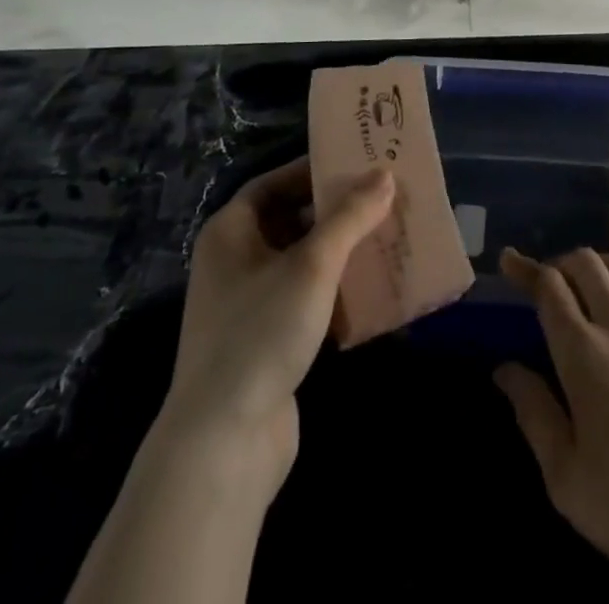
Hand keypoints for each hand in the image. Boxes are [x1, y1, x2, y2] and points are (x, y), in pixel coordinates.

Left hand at [162, 157, 395, 500]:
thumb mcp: (312, 265)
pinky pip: (305, 298)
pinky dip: (335, 290)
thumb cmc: (261, 333)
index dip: (313, 170)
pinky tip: (372, 289)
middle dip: (335, 211)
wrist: (223, 444)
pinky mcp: (266, 340)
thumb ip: (350, 217)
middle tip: (381, 199)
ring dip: (340, 251)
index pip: (273, 183)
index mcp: (230, 232)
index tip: (356, 164)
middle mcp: (234, 261)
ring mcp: (248, 304)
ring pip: (301, 261)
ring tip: (385, 237)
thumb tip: (385, 175)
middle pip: (290, 220)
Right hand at [495, 248, 608, 603]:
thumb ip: (533, 414)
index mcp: (583, 355)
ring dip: (602, 262)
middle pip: (586, 265)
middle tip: (552, 283)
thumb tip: (505, 369)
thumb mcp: (565, 478)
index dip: (526, 269)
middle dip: (561, 264)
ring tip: (593, 279)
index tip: (510, 260)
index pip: (549, 288)